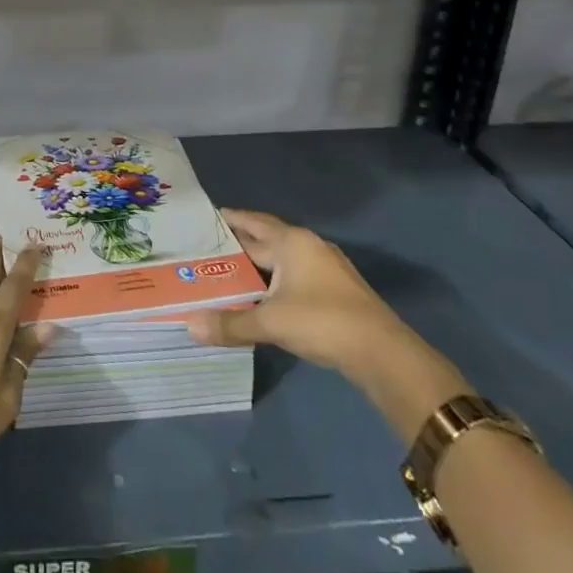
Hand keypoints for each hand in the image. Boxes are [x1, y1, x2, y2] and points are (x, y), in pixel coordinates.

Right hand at [185, 209, 469, 438]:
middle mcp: (309, 247)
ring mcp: (325, 269)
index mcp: (292, 242)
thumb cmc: (322, 321)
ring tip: (226, 273)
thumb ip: (230, 323)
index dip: (229, 219)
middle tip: (205, 248)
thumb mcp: (270, 322)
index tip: (204, 218)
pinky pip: (293, 278)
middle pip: (266, 240)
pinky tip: (260, 297)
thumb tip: (189, 326)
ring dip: (257, 265)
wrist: (383, 353)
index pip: (252, 222)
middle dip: (238, 244)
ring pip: (281, 261)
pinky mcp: (335, 293)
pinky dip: (273, 282)